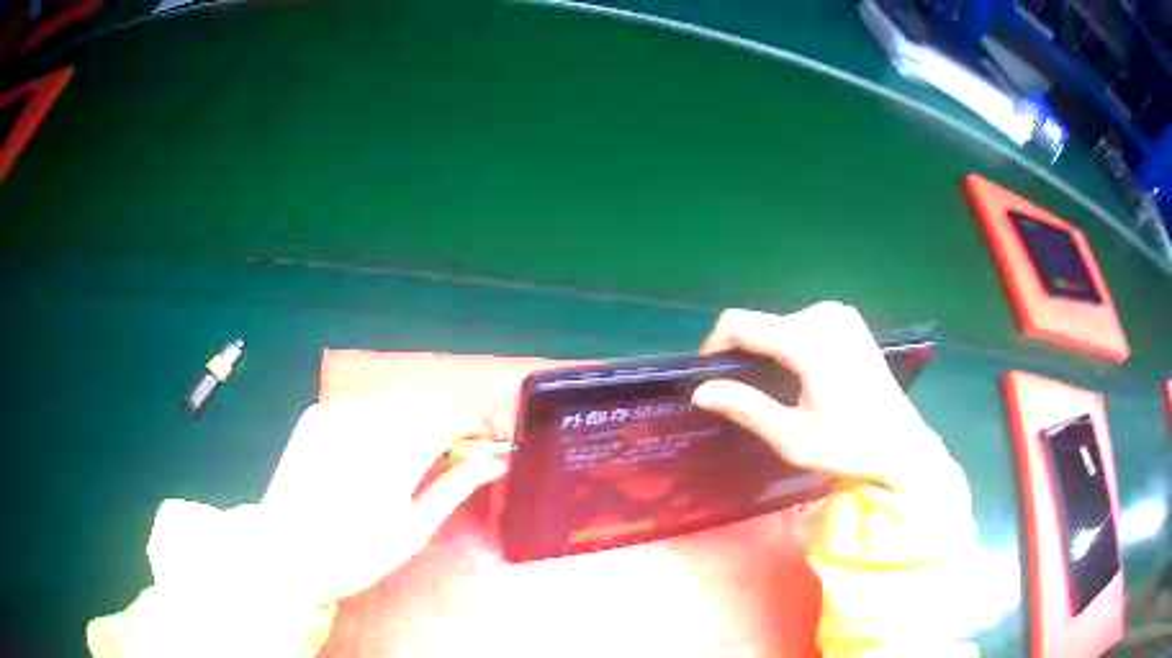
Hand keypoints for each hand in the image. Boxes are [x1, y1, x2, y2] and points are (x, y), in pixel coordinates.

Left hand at [258, 394, 506, 601]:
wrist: (285, 554)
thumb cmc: (354, 555)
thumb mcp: (412, 531)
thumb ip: (454, 489)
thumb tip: (494, 463)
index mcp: (394, 454)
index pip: (450, 418)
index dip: (476, 425)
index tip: (488, 442)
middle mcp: (365, 422)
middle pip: (424, 405)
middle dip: (447, 423)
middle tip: (456, 455)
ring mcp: (335, 414)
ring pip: (393, 402)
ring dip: (416, 420)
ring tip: (418, 454)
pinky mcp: (315, 416)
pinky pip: (362, 405)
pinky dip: (381, 420)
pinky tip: (376, 450)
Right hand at [691, 302, 960, 492]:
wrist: (903, 445)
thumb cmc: (850, 448)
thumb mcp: (794, 438)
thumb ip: (747, 408)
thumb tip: (700, 391)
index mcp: (809, 341)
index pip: (740, 324)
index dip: (713, 347)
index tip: (707, 379)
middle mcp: (823, 315)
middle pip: (760, 324)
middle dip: (743, 356)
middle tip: (745, 399)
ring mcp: (839, 314)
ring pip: (779, 324)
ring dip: (766, 353)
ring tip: (772, 393)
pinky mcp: (849, 320)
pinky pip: (800, 324)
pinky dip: (788, 346)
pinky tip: (798, 377)